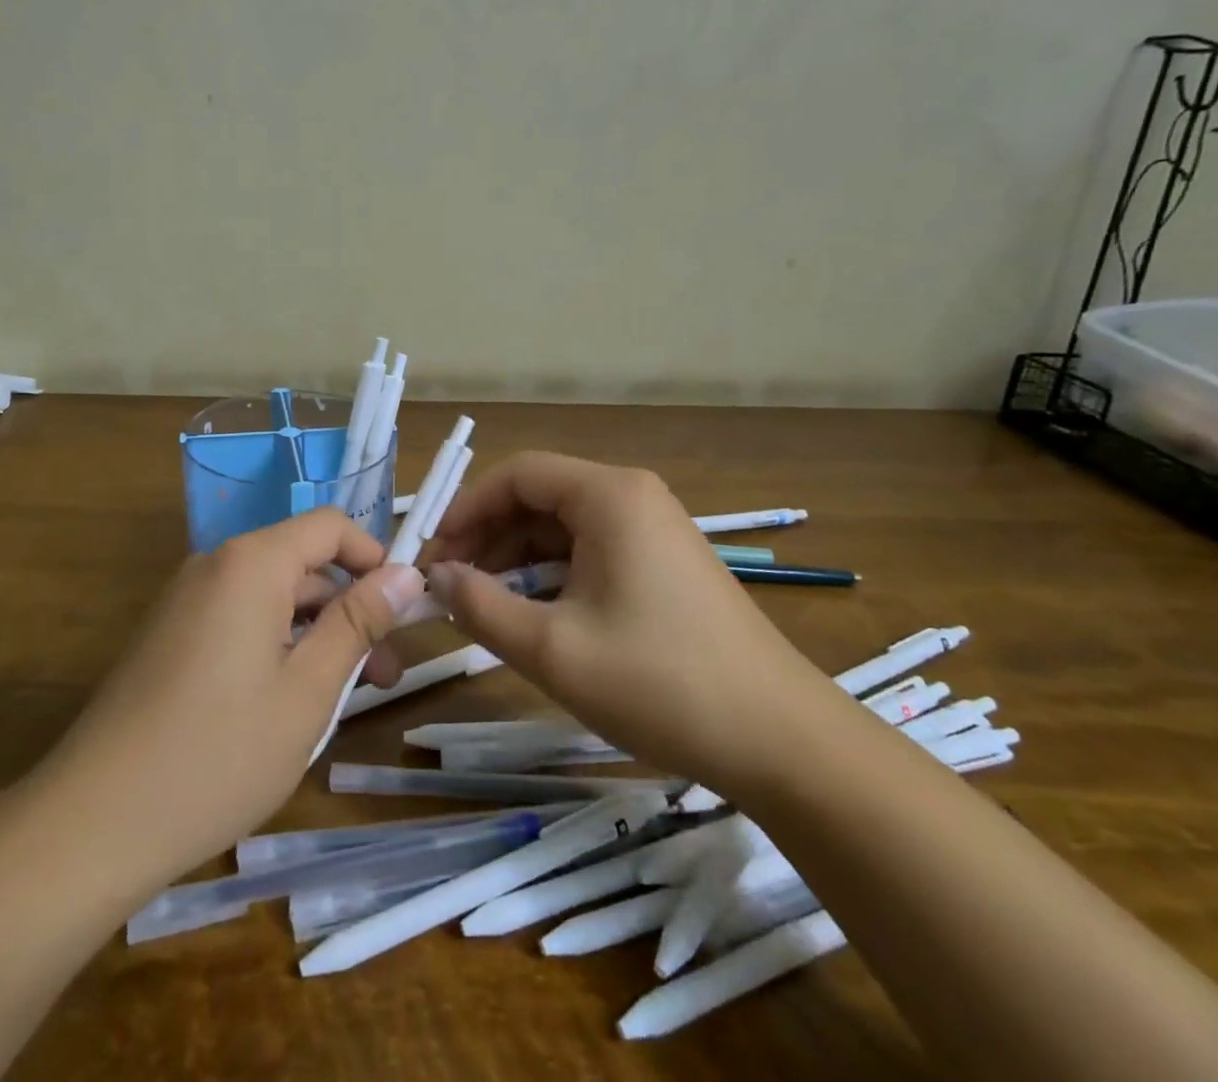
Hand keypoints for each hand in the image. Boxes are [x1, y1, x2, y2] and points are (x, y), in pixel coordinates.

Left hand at [41, 509, 424, 882]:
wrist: (94, 822)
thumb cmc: (218, 753)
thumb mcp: (308, 689)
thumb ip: (358, 622)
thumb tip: (407, 574)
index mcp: (251, 562)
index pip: (330, 526)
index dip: (375, 558)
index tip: (404, 613)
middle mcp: (216, 565)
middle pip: (302, 563)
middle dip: (350, 609)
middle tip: (384, 676)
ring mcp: (187, 601)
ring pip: (273, 597)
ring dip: (316, 635)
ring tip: (343, 701)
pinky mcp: (170, 636)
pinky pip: (241, 620)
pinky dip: (277, 647)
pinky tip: (288, 706)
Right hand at [425, 452, 842, 795]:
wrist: (784, 743)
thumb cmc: (661, 684)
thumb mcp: (553, 649)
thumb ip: (481, 606)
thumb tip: (437, 579)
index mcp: (609, 496)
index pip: (516, 475)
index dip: (466, 509)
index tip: (434, 556)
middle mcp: (632, 497)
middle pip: (538, 498)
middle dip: (487, 537)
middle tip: (450, 586)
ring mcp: (653, 530)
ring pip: (562, 528)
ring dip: (516, 560)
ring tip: (482, 604)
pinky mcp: (664, 564)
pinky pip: (590, 552)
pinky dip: (551, 576)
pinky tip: (533, 614)